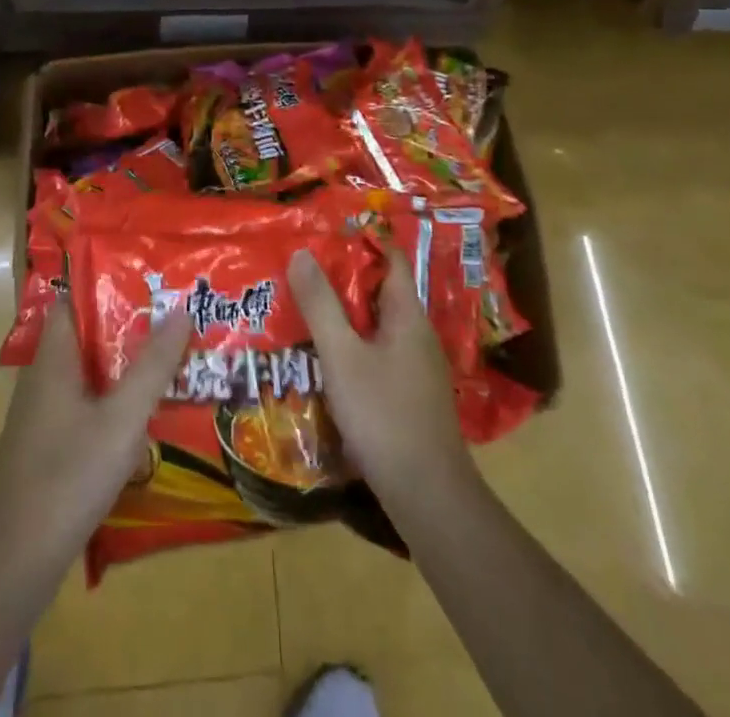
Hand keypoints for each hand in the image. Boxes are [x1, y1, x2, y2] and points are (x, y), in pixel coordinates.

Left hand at [0, 300, 192, 567]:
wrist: (14, 561)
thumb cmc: (68, 476)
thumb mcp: (122, 418)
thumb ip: (153, 365)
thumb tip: (182, 309)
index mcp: (54, 358)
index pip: (76, 300)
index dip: (110, 285)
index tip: (151, 280)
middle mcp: (45, 377)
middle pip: (88, 336)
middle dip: (130, 326)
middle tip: (176, 318)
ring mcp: (44, 414)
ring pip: (90, 373)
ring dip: (126, 365)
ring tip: (172, 359)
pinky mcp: (49, 445)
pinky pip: (87, 404)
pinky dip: (115, 399)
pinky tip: (146, 414)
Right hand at [288, 246, 474, 508]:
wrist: (428, 496)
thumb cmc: (384, 415)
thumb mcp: (342, 356)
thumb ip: (321, 305)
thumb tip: (301, 252)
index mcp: (407, 315)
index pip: (391, 258)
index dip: (361, 240)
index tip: (324, 233)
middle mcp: (417, 335)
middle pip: (381, 292)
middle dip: (344, 279)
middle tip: (302, 270)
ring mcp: (417, 368)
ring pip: (377, 326)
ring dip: (346, 316)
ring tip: (304, 310)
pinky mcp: (409, 396)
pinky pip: (378, 355)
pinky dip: (353, 347)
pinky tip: (326, 360)